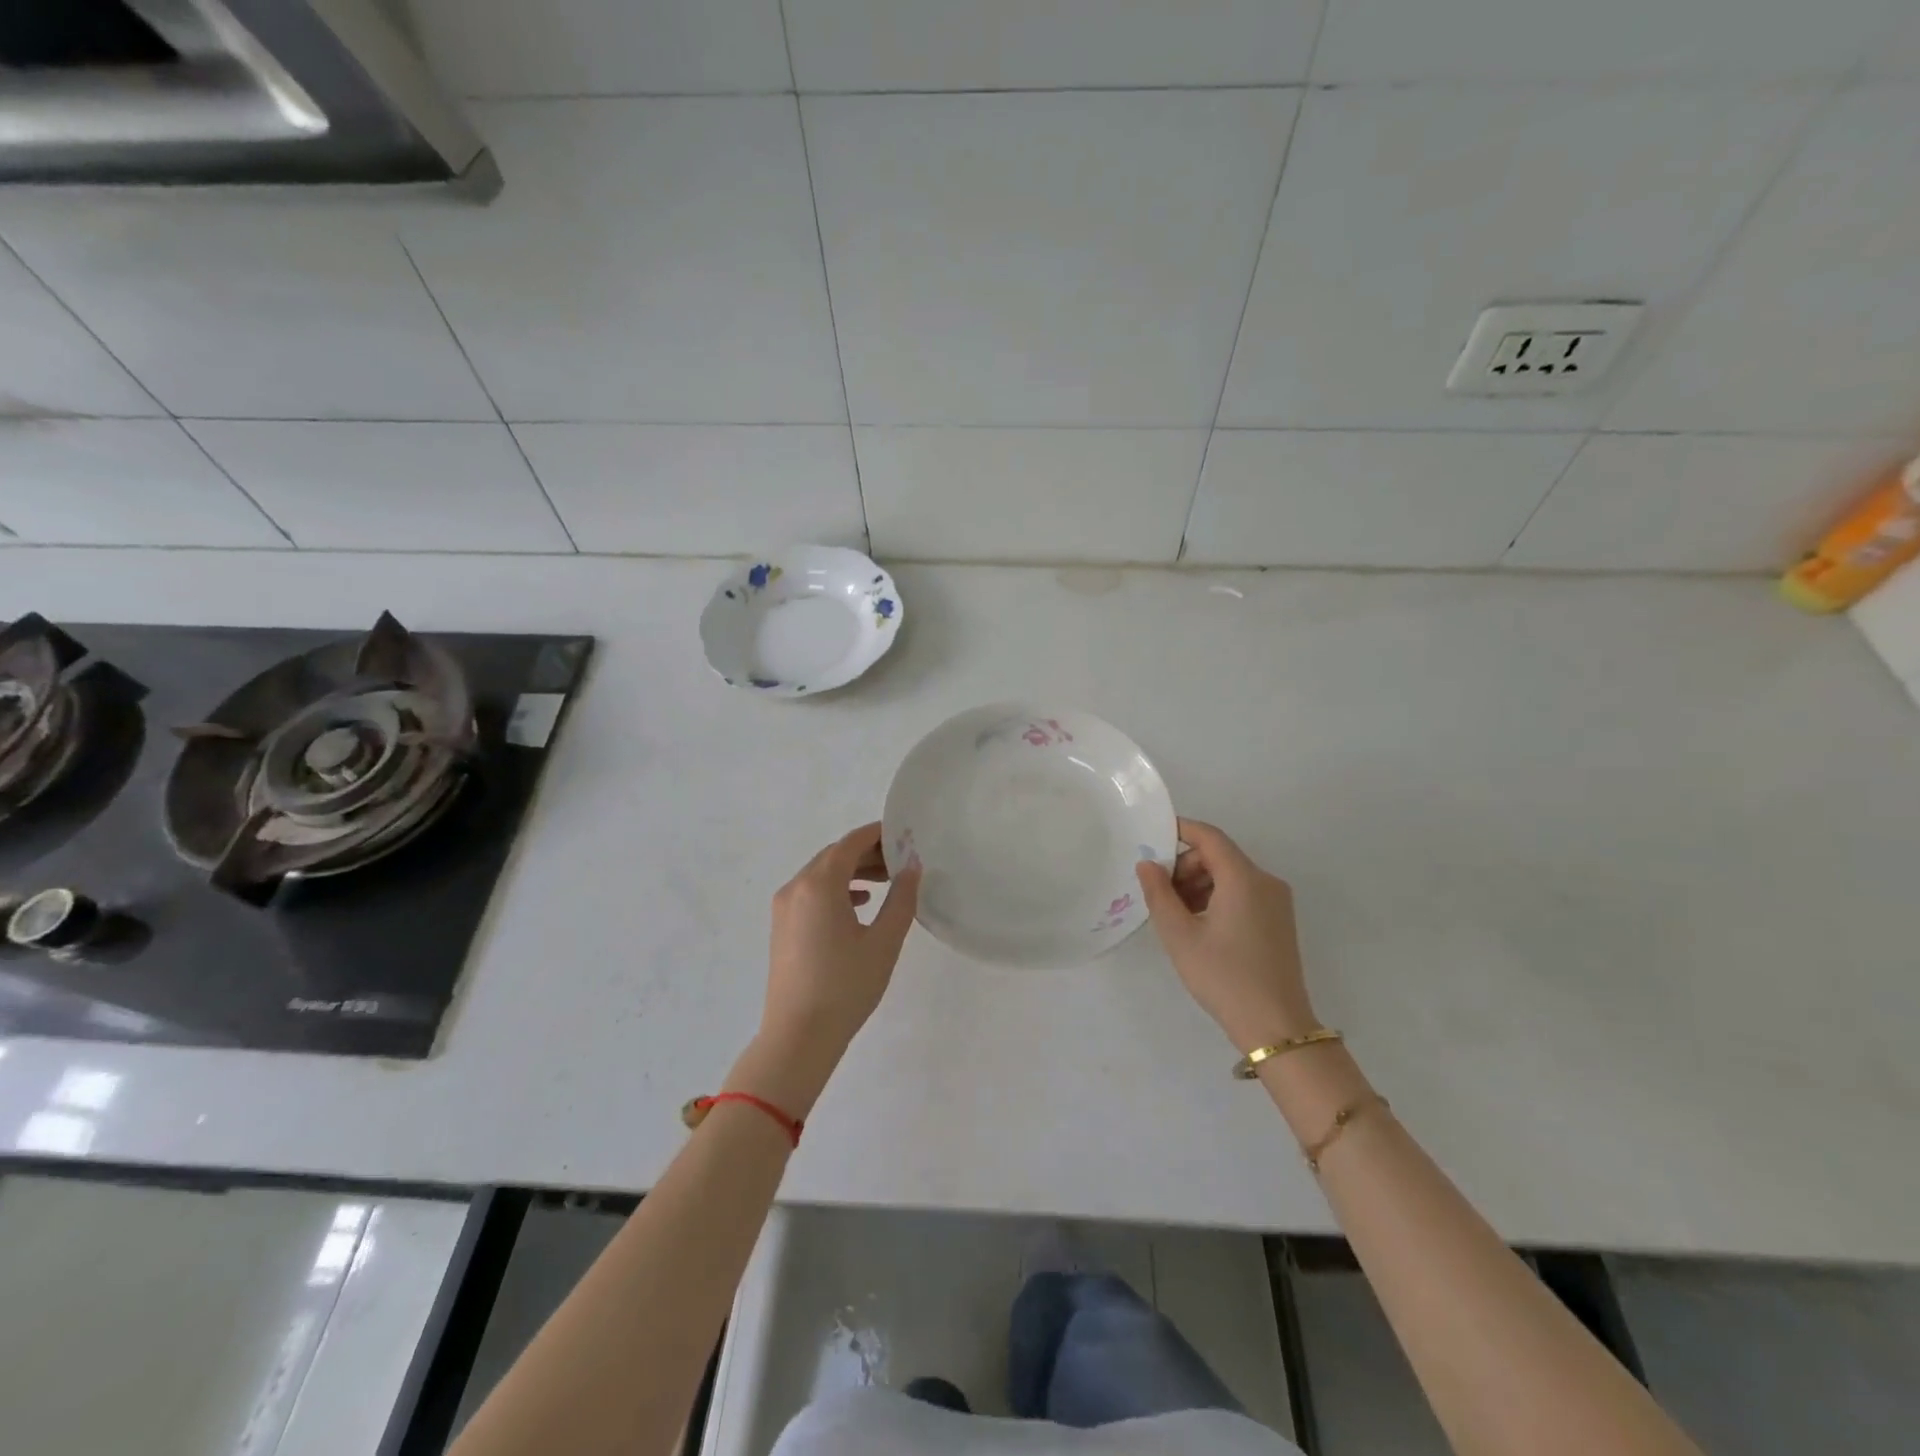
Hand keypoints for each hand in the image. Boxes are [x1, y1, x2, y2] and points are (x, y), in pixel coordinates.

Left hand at [738, 823, 920, 1113]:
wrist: (798, 1037)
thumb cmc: (845, 986)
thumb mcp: (884, 941)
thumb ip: (902, 898)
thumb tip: (912, 867)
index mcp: (819, 884)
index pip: (851, 843)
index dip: (879, 835)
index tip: (906, 836)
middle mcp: (796, 887)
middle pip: (835, 856)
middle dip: (868, 854)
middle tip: (902, 861)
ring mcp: (784, 907)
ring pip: (822, 875)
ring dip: (853, 872)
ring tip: (887, 881)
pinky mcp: (782, 927)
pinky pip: (811, 893)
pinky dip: (837, 890)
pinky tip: (860, 904)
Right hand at [1135, 819, 1316, 1050]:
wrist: (1275, 1027)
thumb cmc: (1223, 977)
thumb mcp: (1179, 935)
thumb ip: (1159, 893)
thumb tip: (1147, 863)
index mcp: (1244, 878)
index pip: (1209, 836)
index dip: (1179, 830)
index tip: (1151, 839)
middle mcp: (1266, 881)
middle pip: (1219, 855)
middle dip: (1185, 865)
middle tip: (1160, 893)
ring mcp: (1277, 902)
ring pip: (1231, 875)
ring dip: (1200, 883)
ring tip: (1176, 914)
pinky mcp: (1279, 920)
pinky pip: (1243, 893)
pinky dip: (1217, 897)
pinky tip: (1199, 925)